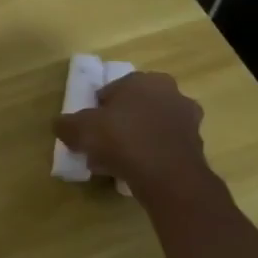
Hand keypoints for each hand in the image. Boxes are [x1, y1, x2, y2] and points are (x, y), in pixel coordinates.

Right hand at [53, 70, 209, 197]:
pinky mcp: (197, 147)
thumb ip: (66, 124)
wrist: (168, 177)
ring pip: (149, 129)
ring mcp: (188, 121)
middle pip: (134, 109)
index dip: (97, 109)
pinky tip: (133, 172)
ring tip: (114, 163)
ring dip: (133, 141)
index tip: (88, 128)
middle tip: (101, 145)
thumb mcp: (79, 129)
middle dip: (118, 125)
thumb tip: (61, 125)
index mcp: (144, 80)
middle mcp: (171, 94)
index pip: (112, 90)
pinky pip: (162, 148)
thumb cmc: (122, 139)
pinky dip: (149, 156)